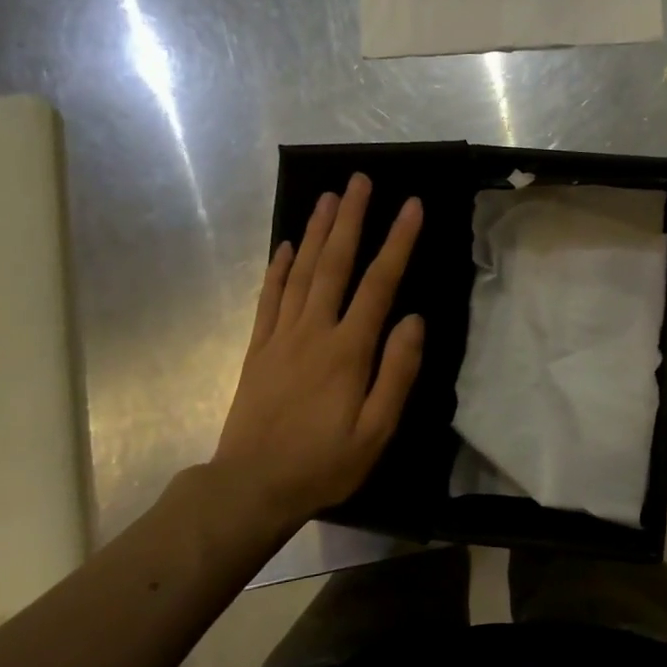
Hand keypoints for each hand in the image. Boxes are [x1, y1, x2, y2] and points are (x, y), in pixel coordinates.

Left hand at [210, 174, 424, 533]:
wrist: (252, 487)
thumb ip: (397, 372)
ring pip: (301, 272)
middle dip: (351, 219)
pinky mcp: (259, 350)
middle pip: (335, 264)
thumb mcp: (377, 430)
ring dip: (317, 232)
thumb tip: (414, 320)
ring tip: (329, 197)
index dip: (397, 242)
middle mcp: (314, 331)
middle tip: (360, 180)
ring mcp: (281, 337)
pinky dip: (278, 269)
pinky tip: (286, 246)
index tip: (412, 206)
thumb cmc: (325, 463)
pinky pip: (269, 299)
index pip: (378, 284)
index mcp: (348, 350)